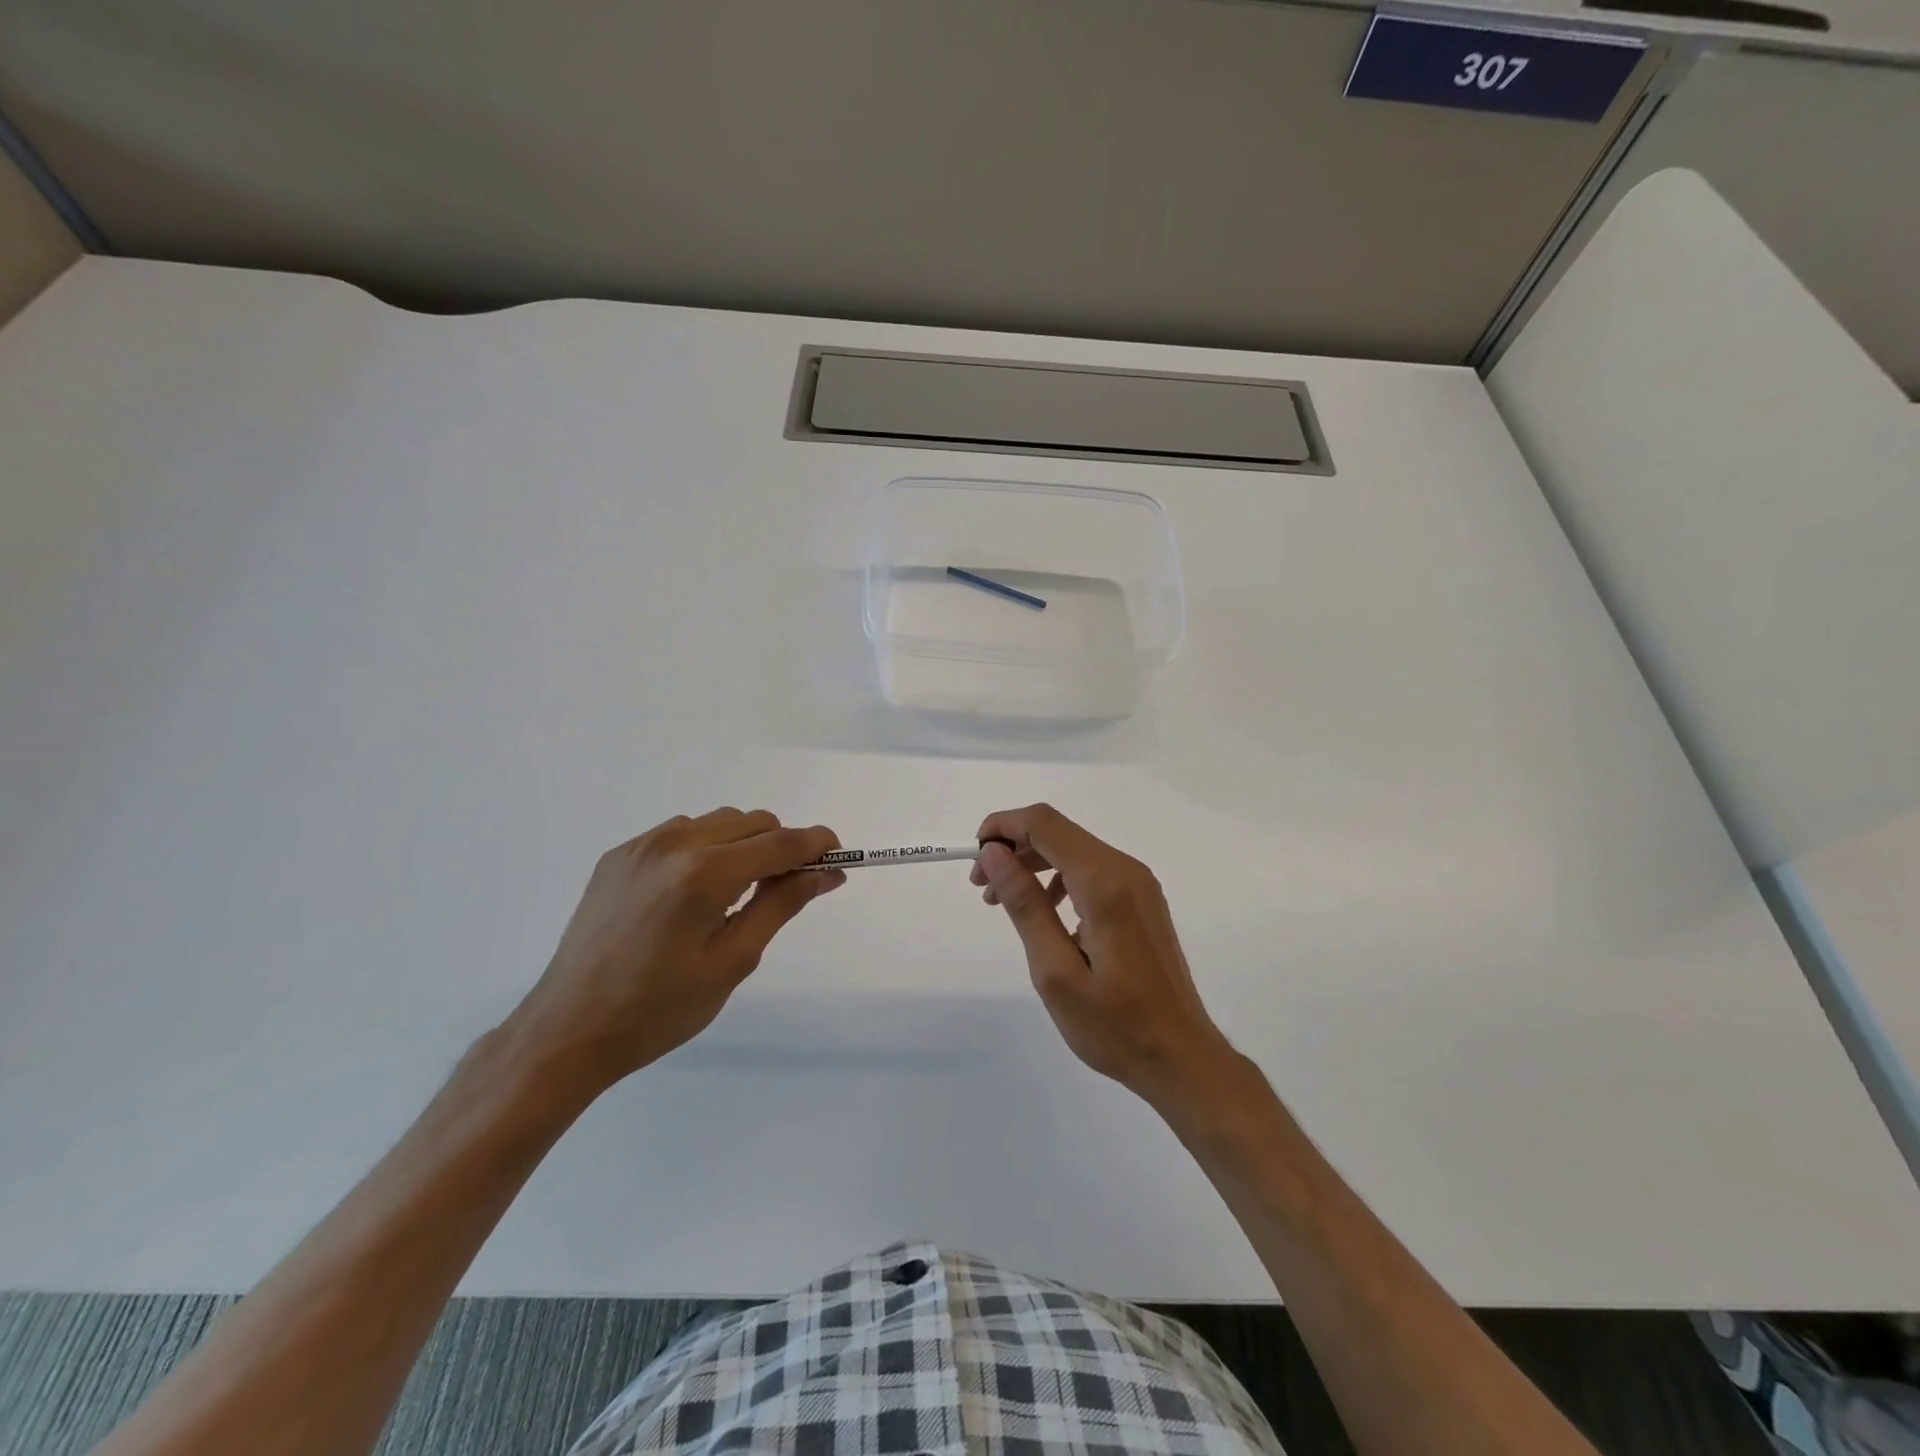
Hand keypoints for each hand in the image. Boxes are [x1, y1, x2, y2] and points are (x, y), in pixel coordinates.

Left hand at [505, 809, 842, 1095]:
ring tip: (736, 894)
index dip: (817, 845)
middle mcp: (674, 844)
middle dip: (781, 847)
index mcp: (705, 874)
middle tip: (787, 890)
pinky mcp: (619, 855)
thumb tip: (827, 873)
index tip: (838, 858)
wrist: (567, 1030)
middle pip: (754, 822)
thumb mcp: (732, 962)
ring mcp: (641, 845)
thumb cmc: (658, 1009)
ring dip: (744, 845)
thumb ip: (782, 905)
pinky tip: (694, 892)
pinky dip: (706, 848)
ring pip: (719, 822)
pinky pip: (681, 832)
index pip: (781, 842)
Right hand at [972, 804, 1236, 1106]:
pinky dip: (1059, 878)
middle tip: (982, 888)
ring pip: (1073, 849)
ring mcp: (1138, 883)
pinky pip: (1092, 870)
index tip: (973, 860)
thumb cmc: (1115, 1025)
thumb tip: (994, 854)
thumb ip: (1025, 906)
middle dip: (1013, 847)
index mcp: (1104, 883)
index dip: (1002, 827)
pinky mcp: (1142, 899)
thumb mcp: (1055, 972)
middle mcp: (1126, 870)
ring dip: (1033, 863)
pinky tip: (1046, 914)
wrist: (1182, 1057)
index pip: (1044, 824)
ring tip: (1004, 902)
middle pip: (1058, 832)